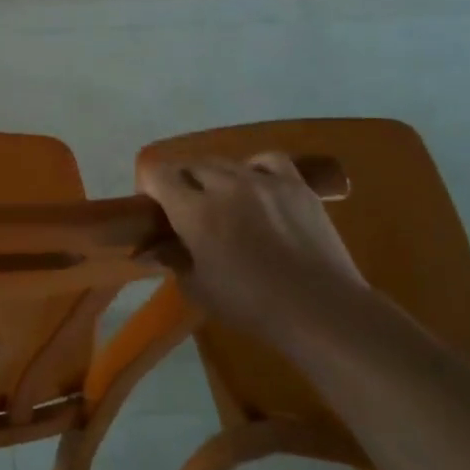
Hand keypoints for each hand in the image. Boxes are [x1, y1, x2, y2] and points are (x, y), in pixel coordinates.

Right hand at [137, 152, 368, 335]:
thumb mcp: (198, 289)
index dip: (148, 186)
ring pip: (224, 162)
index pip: (157, 174)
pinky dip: (254, 168)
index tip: (152, 207)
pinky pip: (267, 160)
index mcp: (194, 211)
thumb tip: (150, 250)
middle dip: (180, 182)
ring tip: (221, 200)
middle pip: (189, 165)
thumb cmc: (251, 305)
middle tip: (185, 209)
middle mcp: (225, 186)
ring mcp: (264, 181)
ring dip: (213, 177)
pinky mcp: (295, 185)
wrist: (322, 309)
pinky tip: (255, 186)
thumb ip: (172, 260)